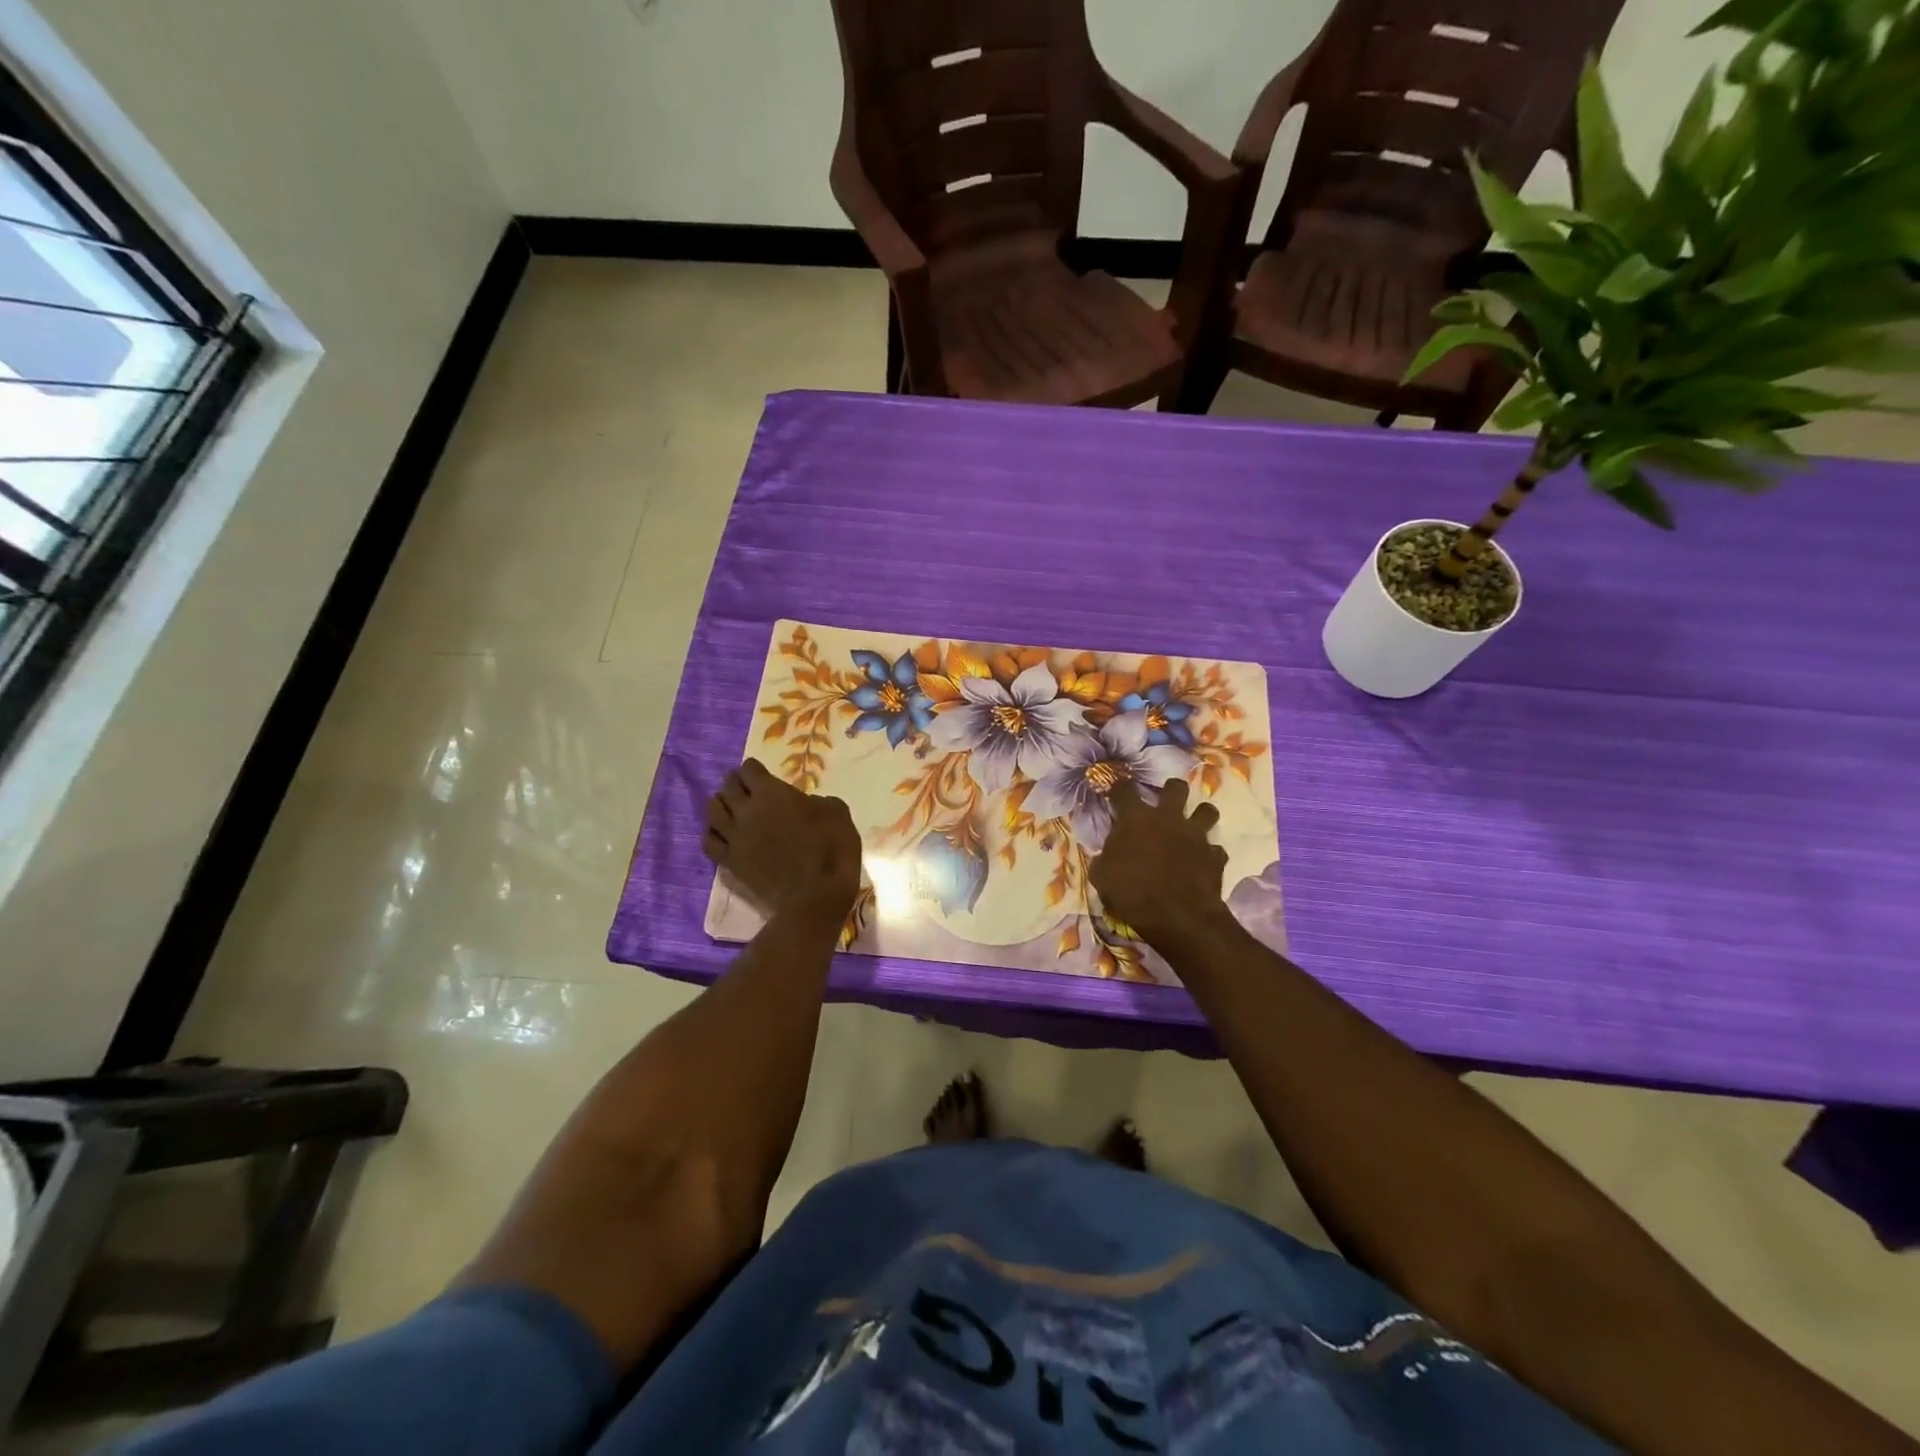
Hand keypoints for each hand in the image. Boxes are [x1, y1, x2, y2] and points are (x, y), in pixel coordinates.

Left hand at [703, 759, 862, 919]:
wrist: (815, 897)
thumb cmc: (832, 850)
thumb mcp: (838, 812)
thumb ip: (816, 801)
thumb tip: (806, 804)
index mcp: (772, 793)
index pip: (749, 770)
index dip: (755, 769)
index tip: (762, 774)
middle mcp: (746, 810)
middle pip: (727, 787)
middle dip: (736, 783)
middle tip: (746, 788)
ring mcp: (734, 837)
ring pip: (712, 811)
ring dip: (721, 805)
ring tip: (730, 808)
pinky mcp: (730, 862)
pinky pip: (709, 842)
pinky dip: (713, 833)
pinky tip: (722, 835)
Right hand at [1089, 780, 1229, 946]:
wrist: (1177, 917)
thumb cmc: (1132, 893)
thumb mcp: (1101, 877)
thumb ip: (1105, 858)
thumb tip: (1106, 855)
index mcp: (1136, 818)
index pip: (1124, 789)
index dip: (1119, 787)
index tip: (1117, 791)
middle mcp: (1168, 818)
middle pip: (1176, 787)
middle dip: (1171, 790)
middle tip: (1165, 802)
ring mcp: (1196, 835)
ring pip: (1207, 810)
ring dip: (1199, 816)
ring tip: (1191, 828)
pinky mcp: (1215, 856)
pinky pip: (1215, 849)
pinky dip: (1209, 854)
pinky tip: (1202, 863)